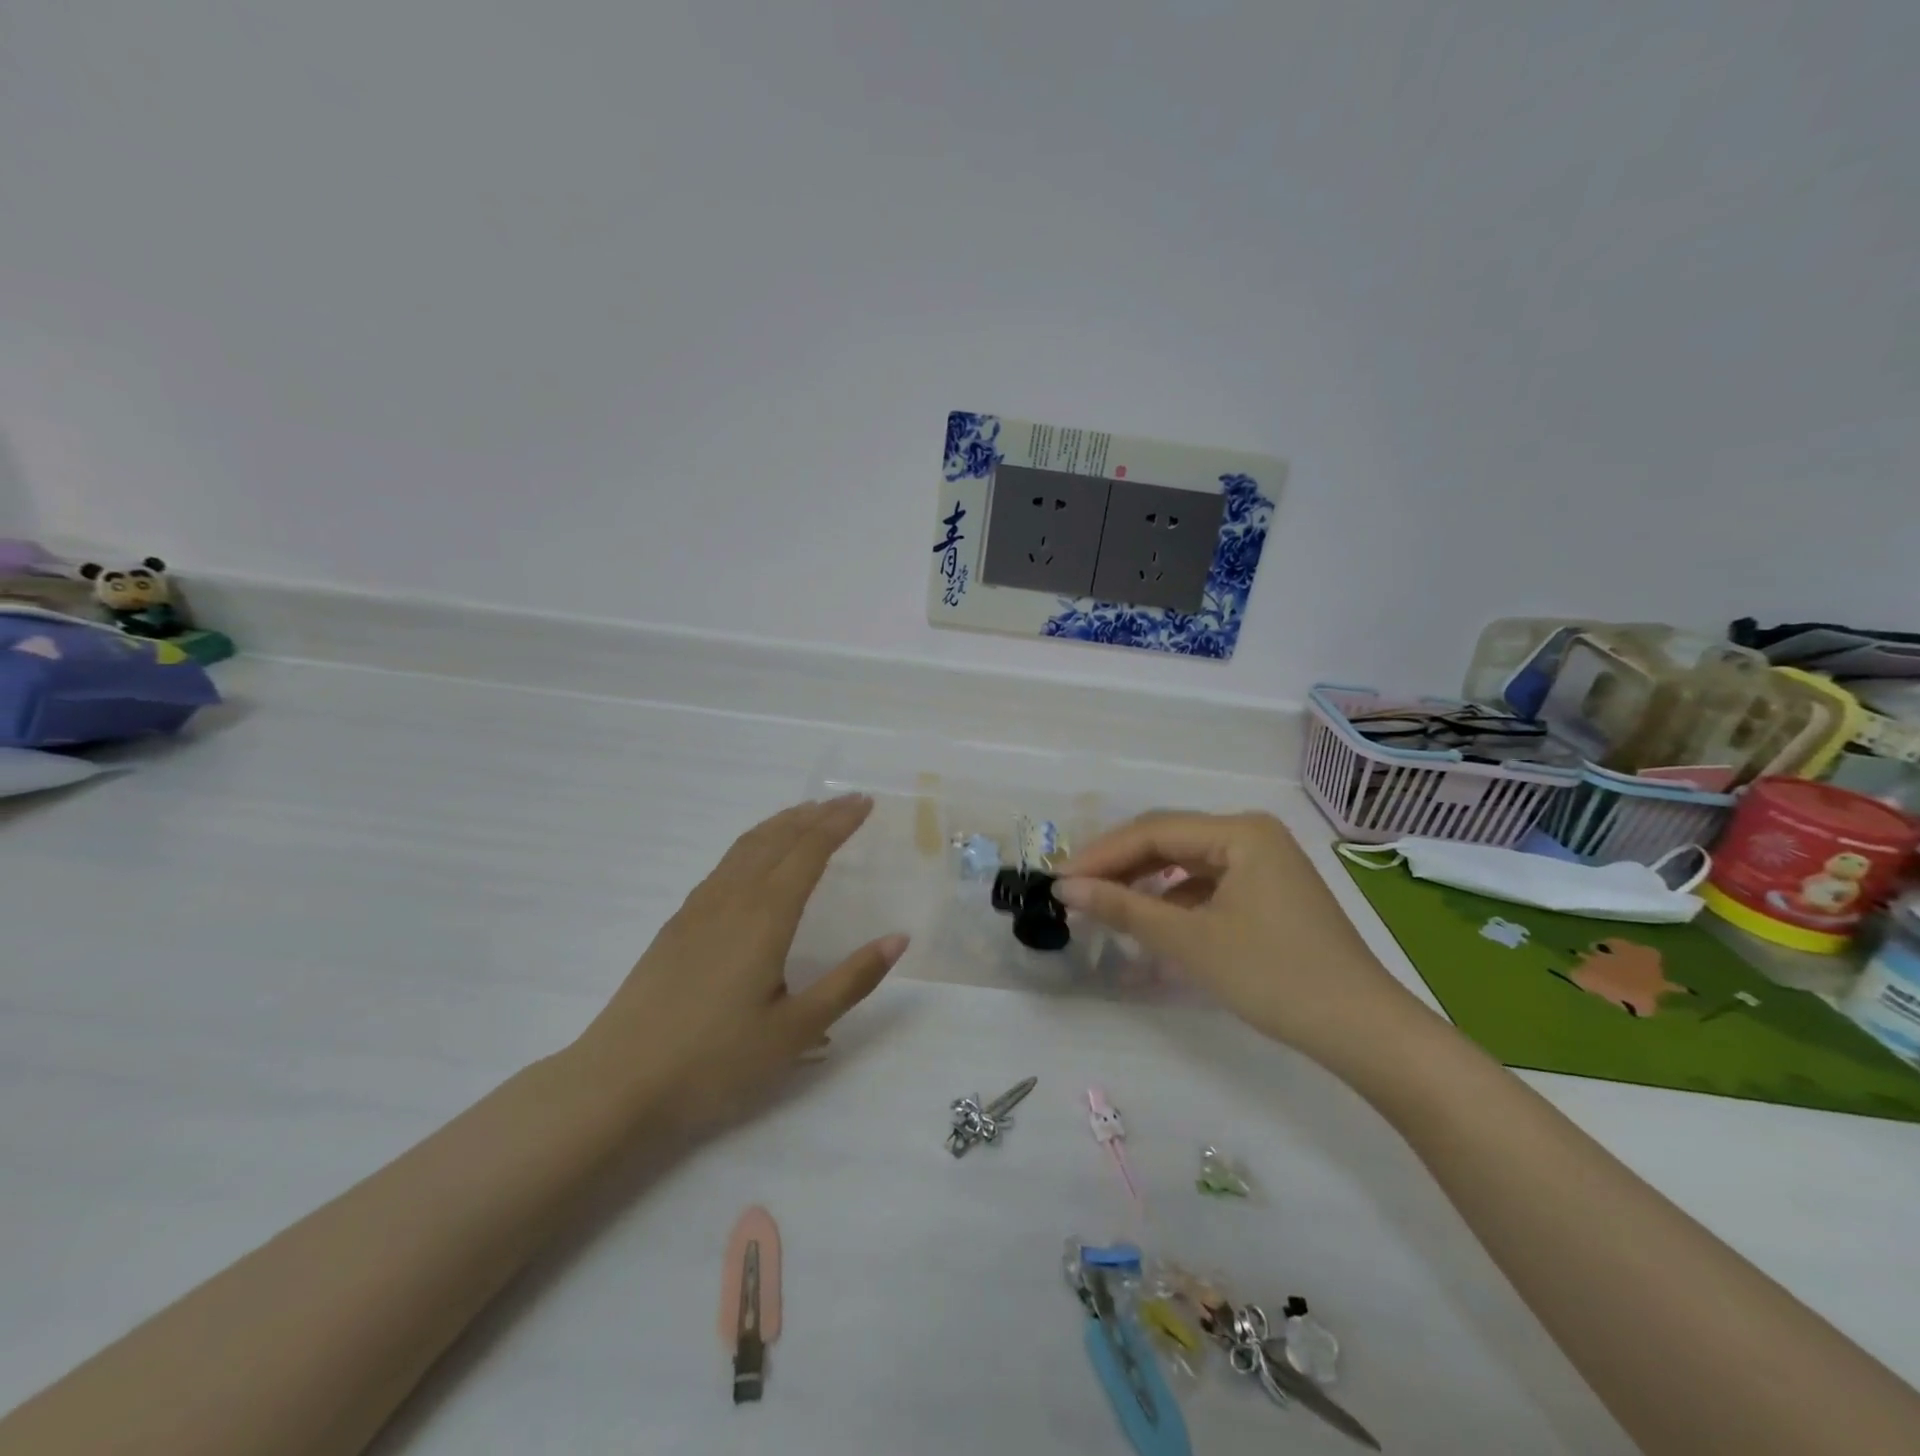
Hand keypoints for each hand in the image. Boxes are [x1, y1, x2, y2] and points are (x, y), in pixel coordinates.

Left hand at [570, 795, 907, 1133]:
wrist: (617, 1084)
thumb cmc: (715, 1061)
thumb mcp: (795, 1031)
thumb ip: (850, 981)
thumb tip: (898, 938)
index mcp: (765, 916)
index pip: (809, 852)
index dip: (839, 824)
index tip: (865, 803)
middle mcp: (732, 899)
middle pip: (777, 839)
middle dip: (815, 815)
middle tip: (846, 801)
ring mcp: (698, 909)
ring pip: (746, 847)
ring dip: (781, 824)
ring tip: (806, 814)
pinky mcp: (677, 926)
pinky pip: (725, 865)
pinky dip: (753, 845)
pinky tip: (755, 861)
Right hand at [1054, 812, 1412, 1061]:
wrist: (1362, 1031)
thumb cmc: (1275, 977)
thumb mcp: (1191, 942)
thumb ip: (1125, 908)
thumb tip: (1065, 888)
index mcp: (1240, 831)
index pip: (1153, 831)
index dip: (1101, 855)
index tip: (1058, 880)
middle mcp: (1251, 834)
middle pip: (1168, 840)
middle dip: (1118, 865)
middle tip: (1072, 891)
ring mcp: (1263, 862)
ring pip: (1185, 862)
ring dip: (1142, 880)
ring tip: (1100, 902)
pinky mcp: (1267, 891)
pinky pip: (1206, 883)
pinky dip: (1172, 898)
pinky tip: (1148, 917)